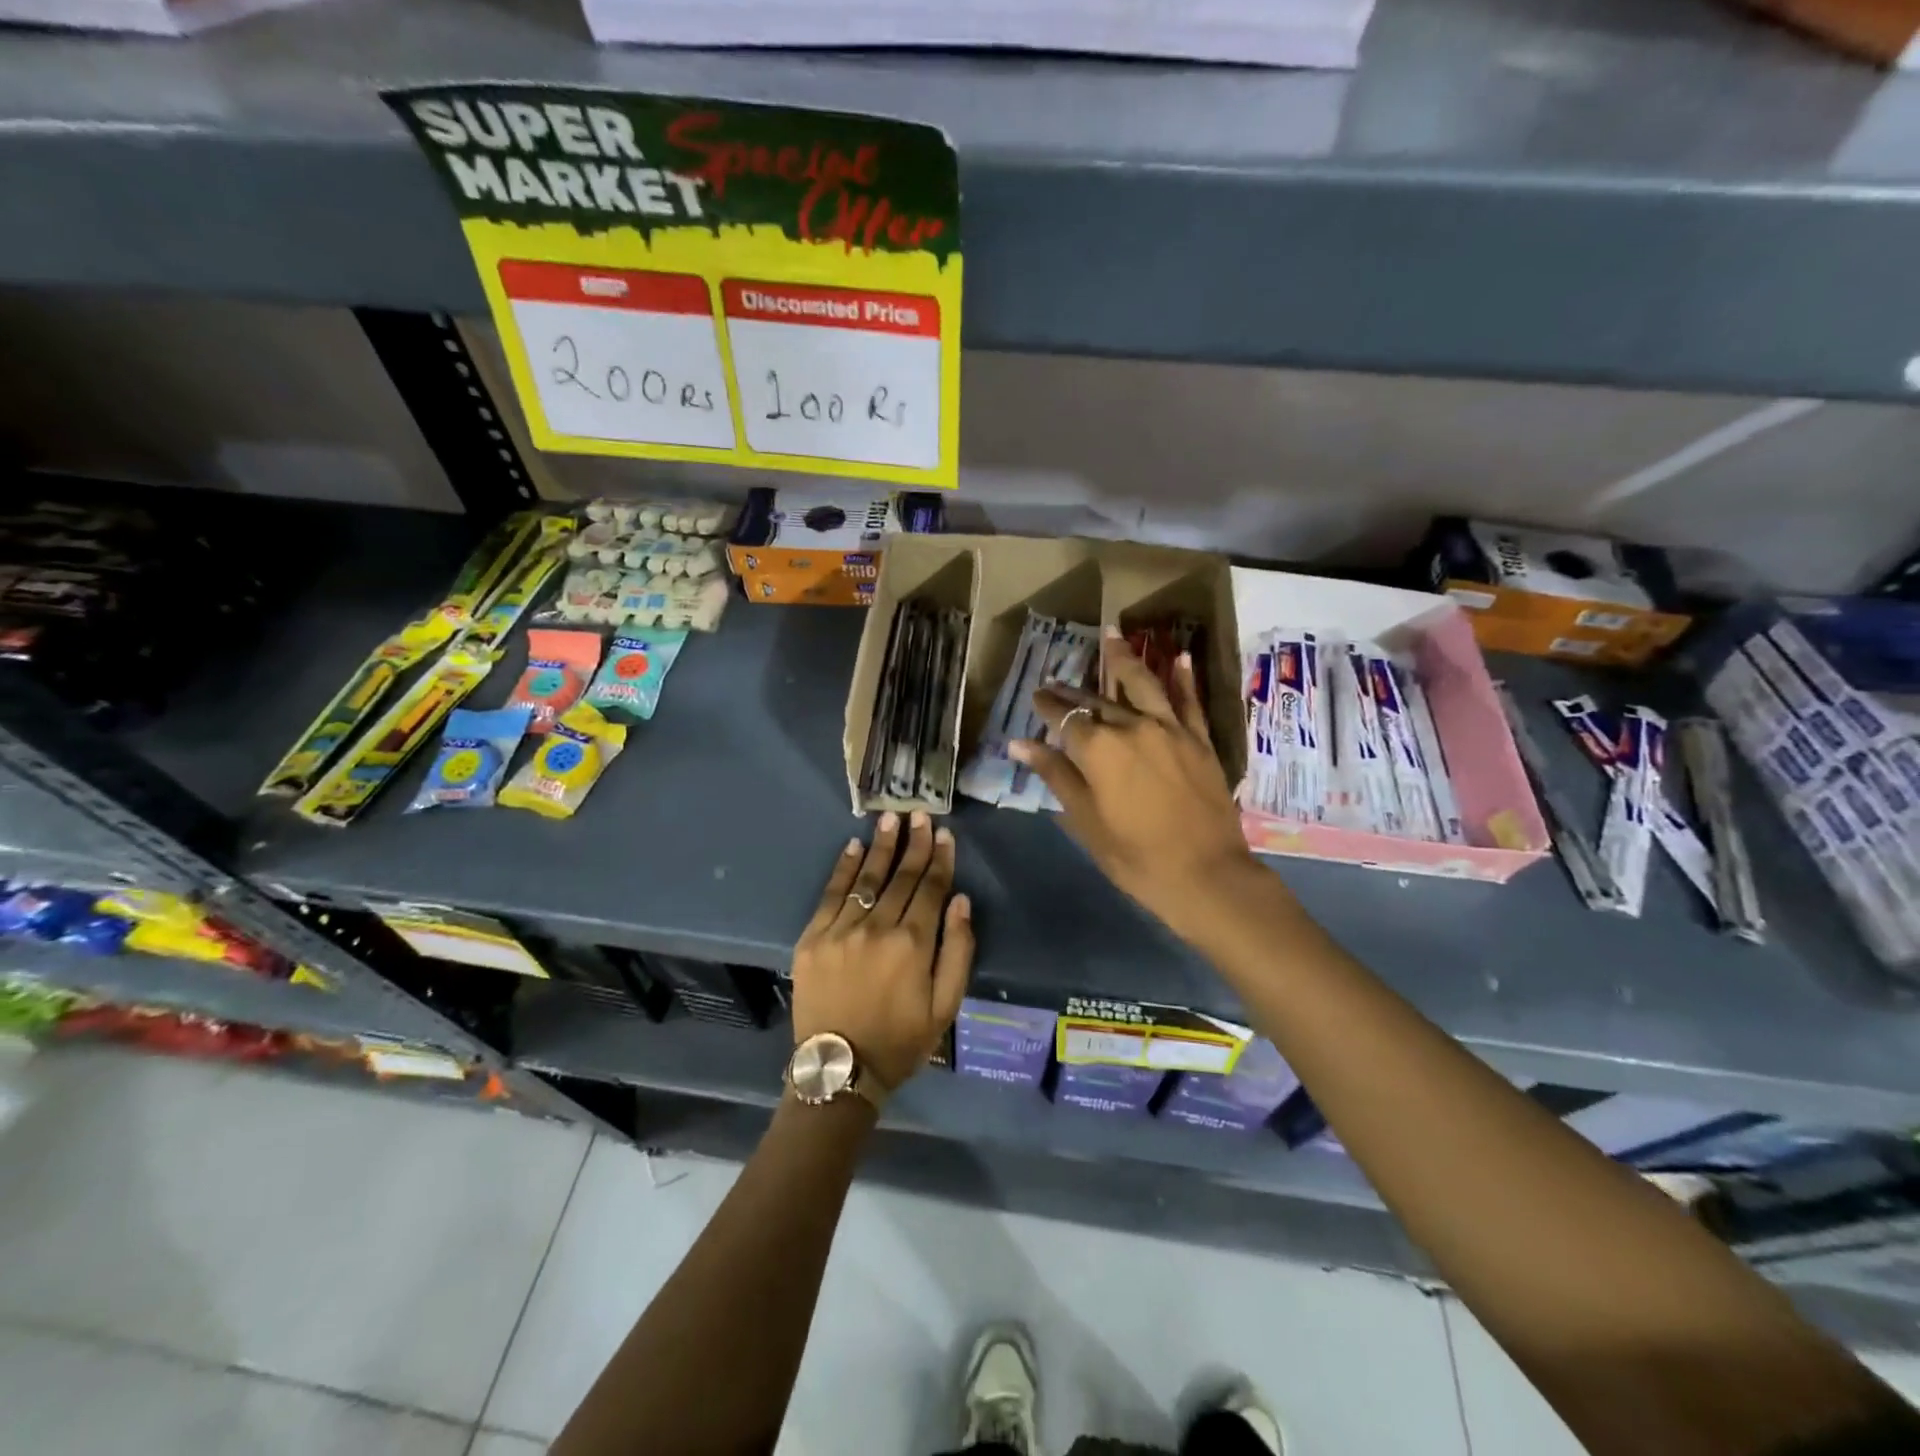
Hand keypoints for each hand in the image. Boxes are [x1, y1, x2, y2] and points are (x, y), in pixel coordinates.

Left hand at [791, 812, 973, 1093]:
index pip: (931, 889)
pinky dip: (844, 869)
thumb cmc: (901, 1041)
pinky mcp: (812, 939)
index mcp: (913, 945)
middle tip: (920, 814)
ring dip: (881, 847)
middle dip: (913, 843)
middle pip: (901, 877)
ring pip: (867, 879)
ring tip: (891, 819)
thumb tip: (961, 901)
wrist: (840, 1070)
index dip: (939, 859)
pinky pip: (831, 895)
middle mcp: (878, 929)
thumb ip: (958, 950)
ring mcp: (841, 931)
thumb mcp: (945, 1006)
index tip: (944, 834)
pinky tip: (854, 847)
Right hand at [1010, 630, 1256, 938]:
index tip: (1036, 696)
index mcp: (1099, 750)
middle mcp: (1132, 727)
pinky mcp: (1199, 740)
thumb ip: (1056, 775)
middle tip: (1056, 680)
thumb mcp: (1086, 821)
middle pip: (1096, 702)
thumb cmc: (1135, 856)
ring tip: (1112, 633)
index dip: (1047, 706)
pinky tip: (1178, 657)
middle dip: (1073, 691)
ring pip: (1142, 684)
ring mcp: (1170, 730)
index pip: (1064, 718)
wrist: (1206, 876)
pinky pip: (1189, 701)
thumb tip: (1020, 744)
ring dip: (1124, 658)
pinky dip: (1183, 678)